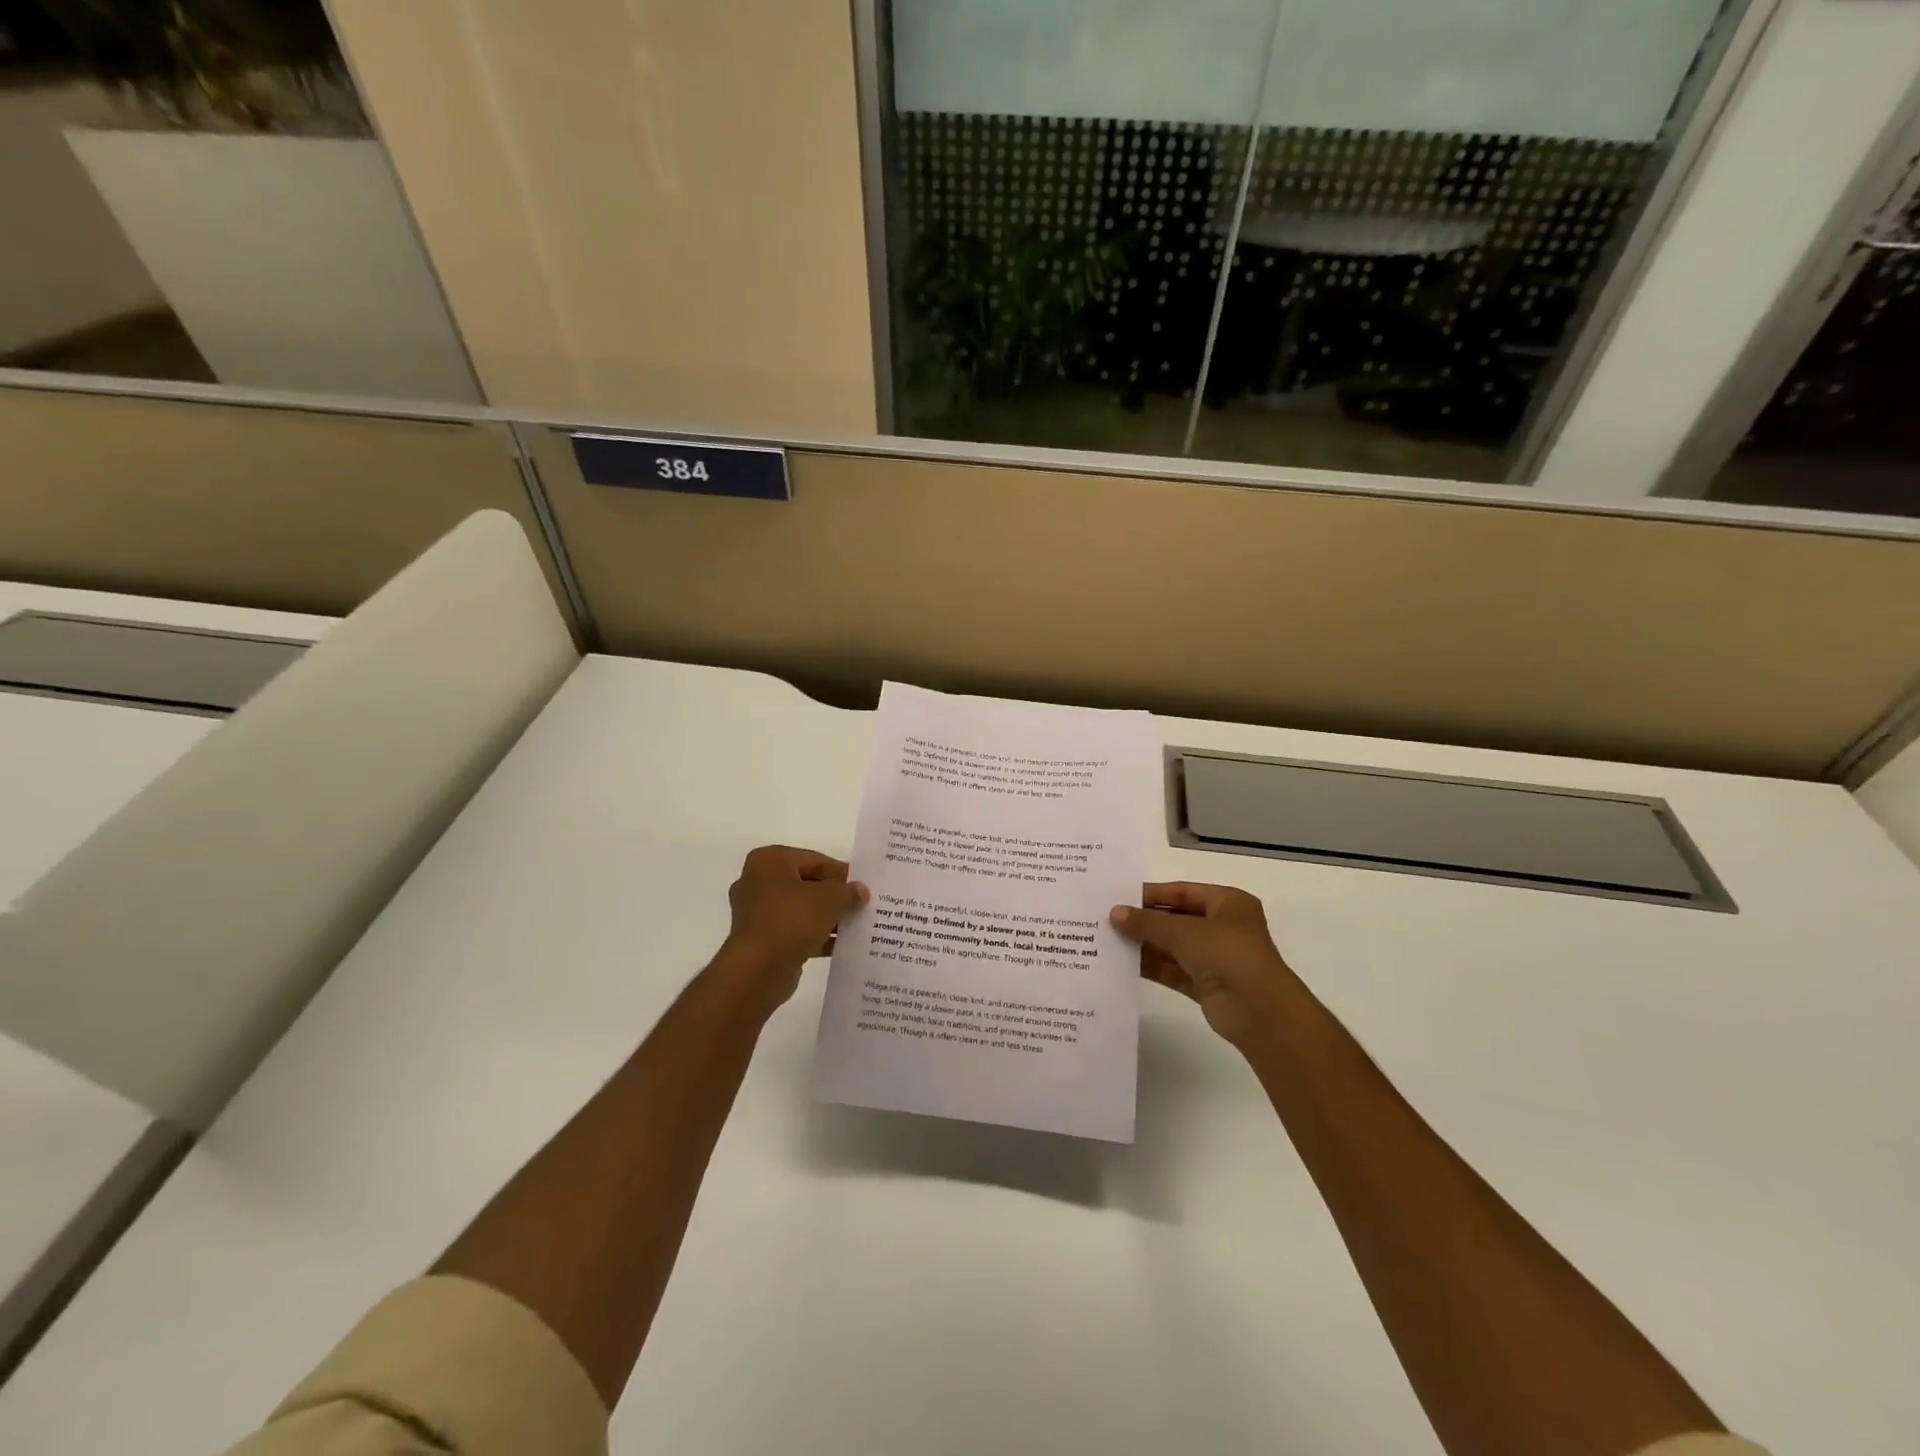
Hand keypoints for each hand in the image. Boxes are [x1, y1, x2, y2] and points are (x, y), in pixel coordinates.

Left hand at [717, 845, 867, 1013]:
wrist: (758, 970)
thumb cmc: (792, 920)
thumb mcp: (830, 899)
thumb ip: (848, 891)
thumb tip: (860, 891)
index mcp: (770, 861)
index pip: (815, 860)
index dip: (842, 873)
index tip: (863, 886)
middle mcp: (758, 882)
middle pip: (807, 884)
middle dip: (834, 896)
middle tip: (861, 905)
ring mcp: (756, 912)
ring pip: (801, 909)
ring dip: (827, 918)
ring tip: (855, 926)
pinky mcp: (760, 939)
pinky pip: (794, 930)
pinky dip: (815, 935)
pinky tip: (840, 946)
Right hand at [1110, 883, 1297, 1046]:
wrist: (1260, 1012)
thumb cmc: (1227, 955)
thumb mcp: (1184, 932)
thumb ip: (1147, 922)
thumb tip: (1114, 913)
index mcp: (1228, 903)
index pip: (1182, 892)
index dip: (1151, 894)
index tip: (1118, 897)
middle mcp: (1223, 927)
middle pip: (1176, 919)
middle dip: (1145, 921)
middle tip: (1107, 919)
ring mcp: (1215, 958)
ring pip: (1173, 946)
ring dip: (1145, 944)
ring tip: (1108, 940)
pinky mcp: (1206, 985)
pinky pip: (1173, 970)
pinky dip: (1152, 966)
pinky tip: (1123, 964)